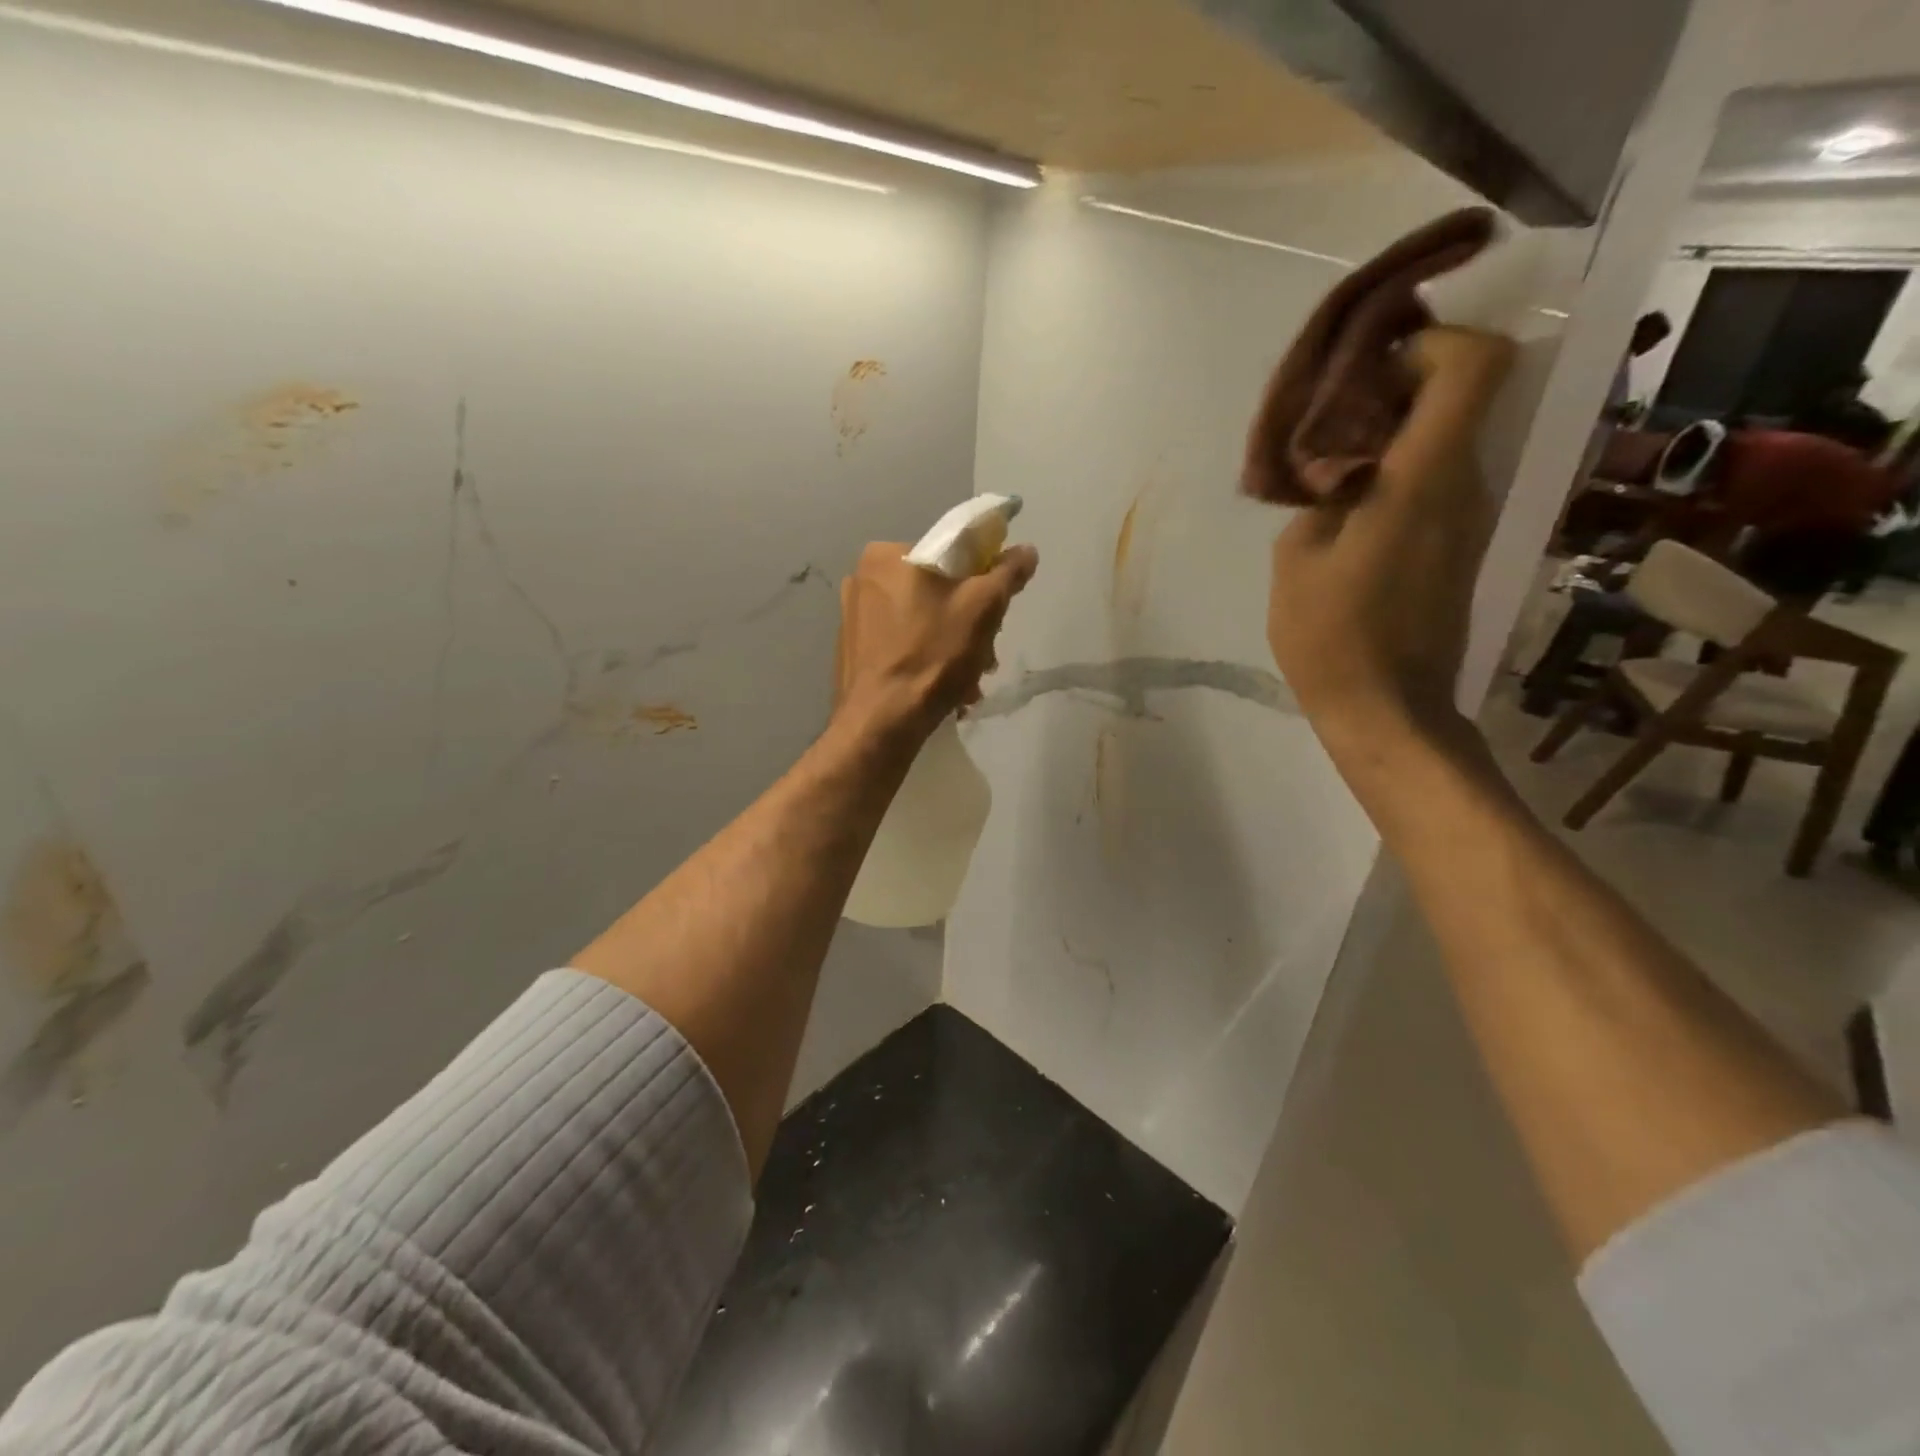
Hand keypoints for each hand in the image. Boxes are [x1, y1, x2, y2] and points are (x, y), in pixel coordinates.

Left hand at [833, 541, 1039, 739]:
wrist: (881, 723)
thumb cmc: (932, 656)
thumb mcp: (982, 608)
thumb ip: (1007, 573)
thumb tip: (1026, 550)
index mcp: (888, 554)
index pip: (952, 552)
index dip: (984, 579)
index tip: (996, 614)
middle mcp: (863, 577)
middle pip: (937, 590)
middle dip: (968, 623)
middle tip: (985, 656)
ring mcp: (853, 615)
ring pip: (922, 620)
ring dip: (952, 646)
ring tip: (967, 681)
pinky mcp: (853, 649)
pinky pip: (902, 643)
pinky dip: (926, 659)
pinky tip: (943, 688)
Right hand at [1267, 326, 1514, 742]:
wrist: (1387, 710)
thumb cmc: (1333, 637)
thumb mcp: (1296, 558)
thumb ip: (1318, 494)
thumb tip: (1337, 468)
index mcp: (1426, 479)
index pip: (1474, 364)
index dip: (1431, 344)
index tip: (1370, 371)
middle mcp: (1466, 485)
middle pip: (1460, 396)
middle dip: (1398, 388)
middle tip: (1331, 419)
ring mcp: (1470, 517)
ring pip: (1448, 439)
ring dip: (1394, 435)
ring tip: (1329, 466)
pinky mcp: (1460, 546)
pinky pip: (1439, 482)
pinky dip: (1399, 473)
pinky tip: (1349, 508)